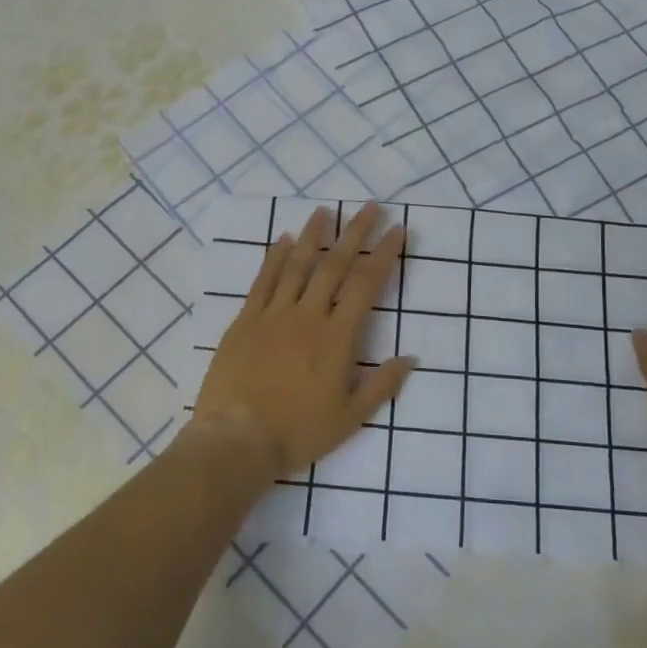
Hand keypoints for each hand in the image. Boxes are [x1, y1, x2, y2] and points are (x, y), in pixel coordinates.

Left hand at [191, 203, 413, 482]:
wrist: (236, 440)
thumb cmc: (298, 432)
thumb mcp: (350, 418)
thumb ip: (382, 385)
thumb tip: (410, 357)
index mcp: (337, 338)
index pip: (366, 285)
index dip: (384, 255)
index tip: (398, 230)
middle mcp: (308, 316)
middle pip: (335, 265)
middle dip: (355, 233)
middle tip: (370, 206)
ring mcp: (273, 315)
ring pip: (298, 266)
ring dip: (314, 236)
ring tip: (325, 211)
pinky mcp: (245, 321)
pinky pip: (263, 281)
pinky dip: (275, 258)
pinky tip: (284, 240)